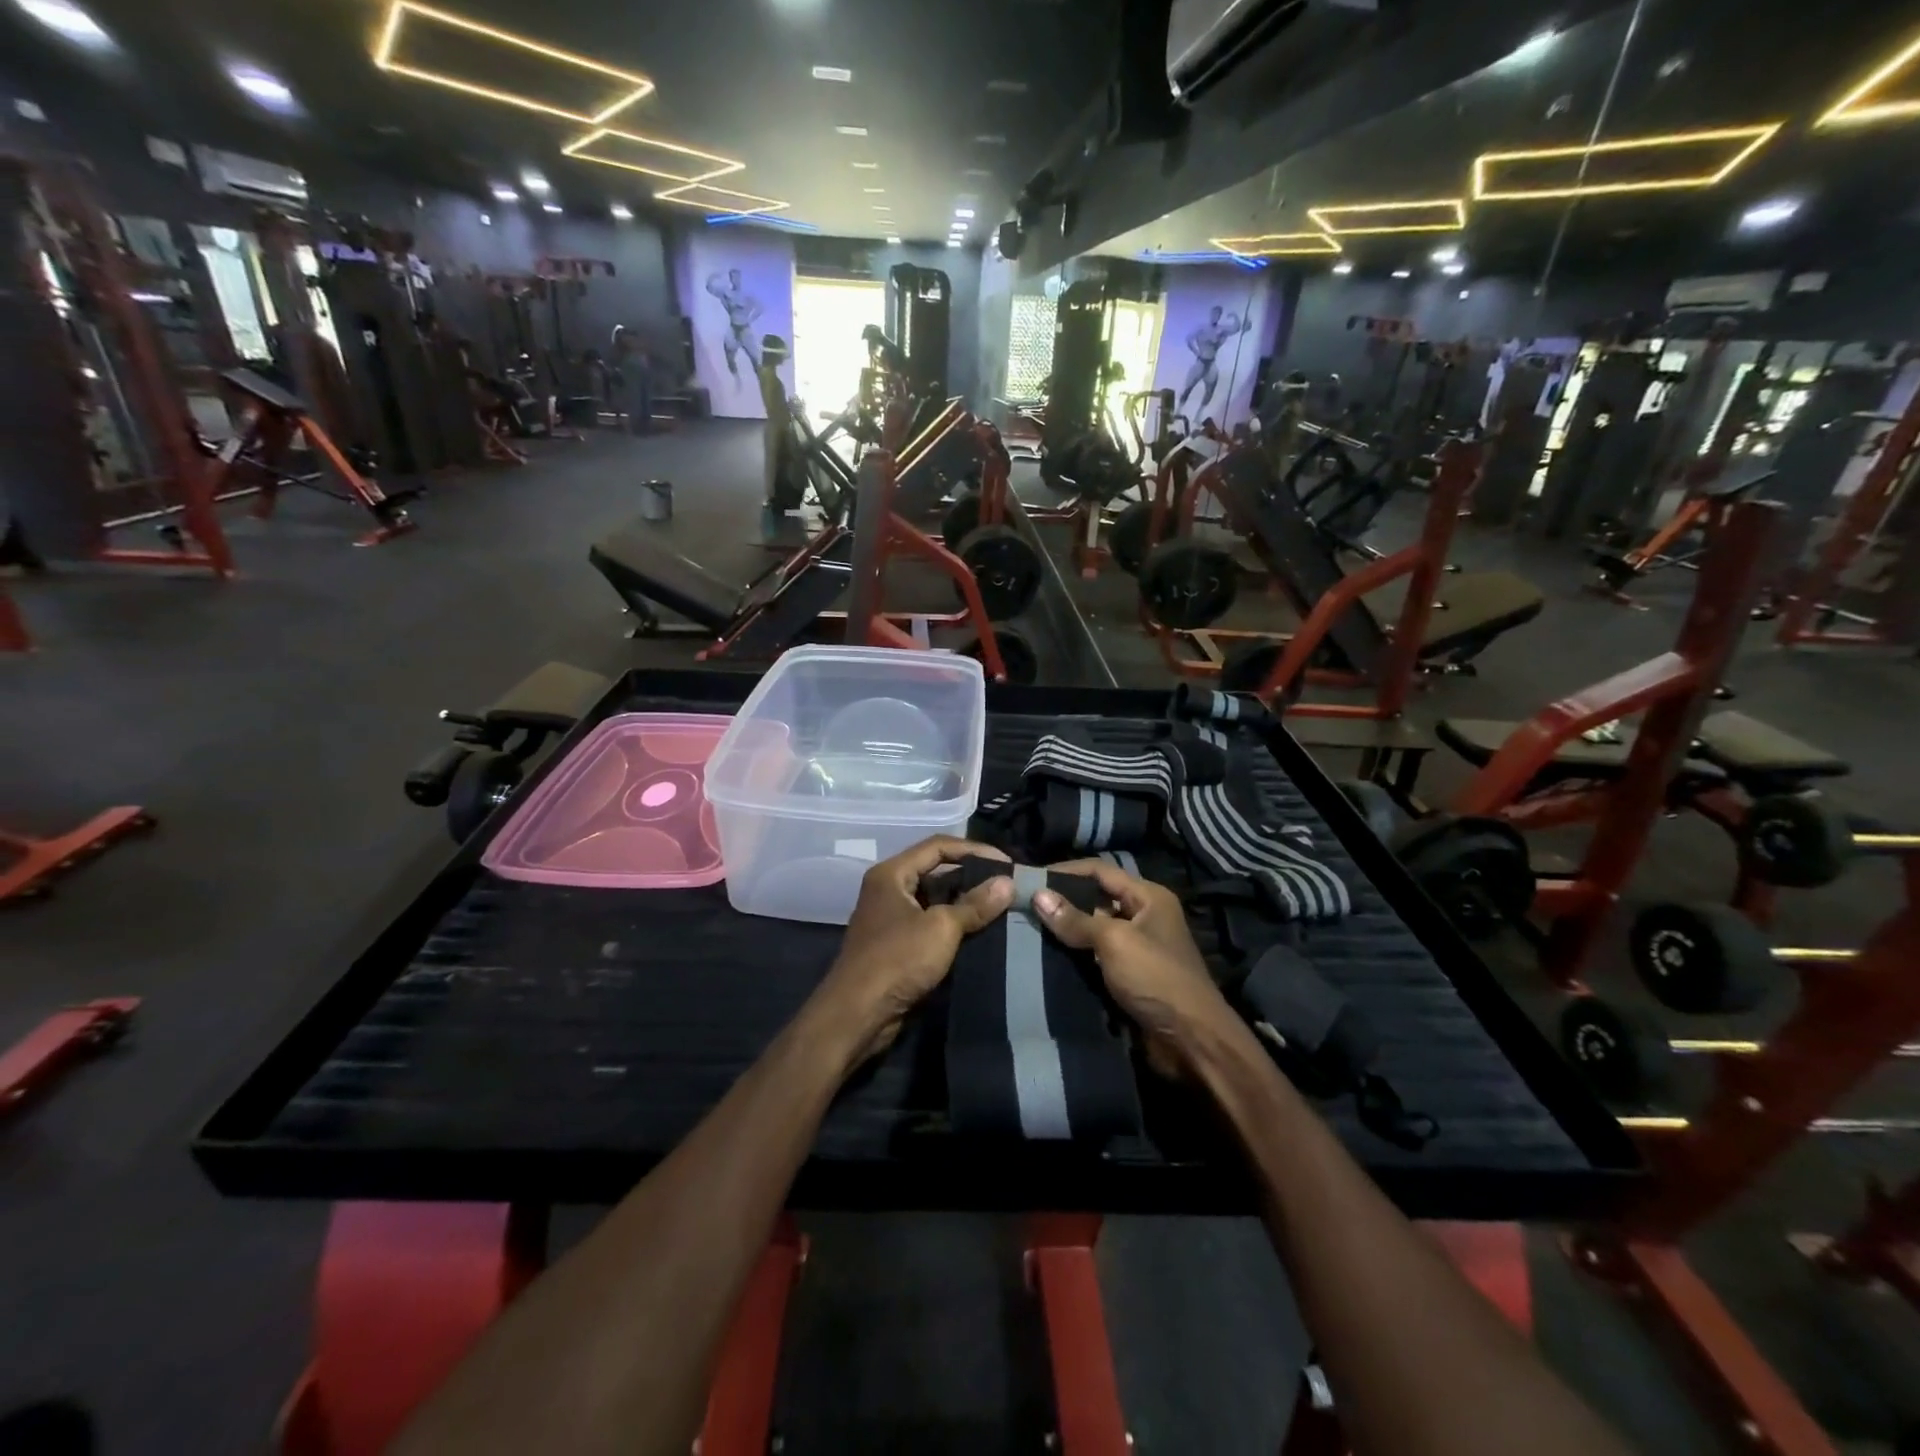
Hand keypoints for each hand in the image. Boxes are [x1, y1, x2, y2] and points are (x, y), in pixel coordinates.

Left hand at [810, 837, 1013, 1066]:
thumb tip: (1008, 883)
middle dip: (972, 876)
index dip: (974, 850)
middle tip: (1008, 885)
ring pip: (935, 900)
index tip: (1006, 863)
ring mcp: (892, 918)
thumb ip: (975, 904)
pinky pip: (931, 924)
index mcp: (892, 874)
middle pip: (936, 871)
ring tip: (1002, 906)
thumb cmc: (897, 960)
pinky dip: (955, 925)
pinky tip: (982, 931)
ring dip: (966, 902)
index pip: (938, 846)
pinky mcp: (897, 945)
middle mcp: (889, 889)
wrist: (857, 1015)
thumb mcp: (941, 928)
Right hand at [1032, 861, 1233, 1077]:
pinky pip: (1095, 956)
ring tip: (1027, 928)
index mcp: (1148, 897)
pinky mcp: (1129, 975)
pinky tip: (1046, 956)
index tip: (1031, 879)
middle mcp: (1144, 916)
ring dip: (1066, 930)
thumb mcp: (1115, 942)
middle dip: (1062, 900)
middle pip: (1096, 898)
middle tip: (1024, 904)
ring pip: (1093, 929)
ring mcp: (1137, 947)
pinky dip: (1074, 955)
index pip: (1100, 871)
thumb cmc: (1156, 978)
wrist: (1191, 1041)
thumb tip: (1038, 895)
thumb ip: (1076, 920)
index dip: (1065, 871)